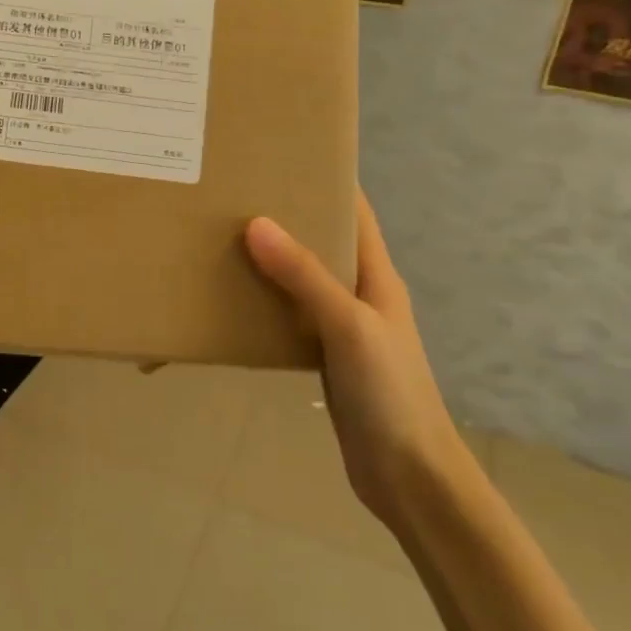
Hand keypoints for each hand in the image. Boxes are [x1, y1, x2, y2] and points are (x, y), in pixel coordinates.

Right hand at [243, 192, 462, 527]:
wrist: (409, 477)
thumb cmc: (391, 393)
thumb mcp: (349, 328)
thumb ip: (306, 277)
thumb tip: (257, 223)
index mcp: (376, 276)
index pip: (355, 212)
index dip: (327, 180)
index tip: (283, 152)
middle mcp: (359, 293)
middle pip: (322, 241)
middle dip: (286, 215)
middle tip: (233, 192)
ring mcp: (341, 327)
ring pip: (301, 278)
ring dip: (269, 258)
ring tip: (220, 235)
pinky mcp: (323, 357)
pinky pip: (288, 315)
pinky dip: (263, 300)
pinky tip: (230, 296)